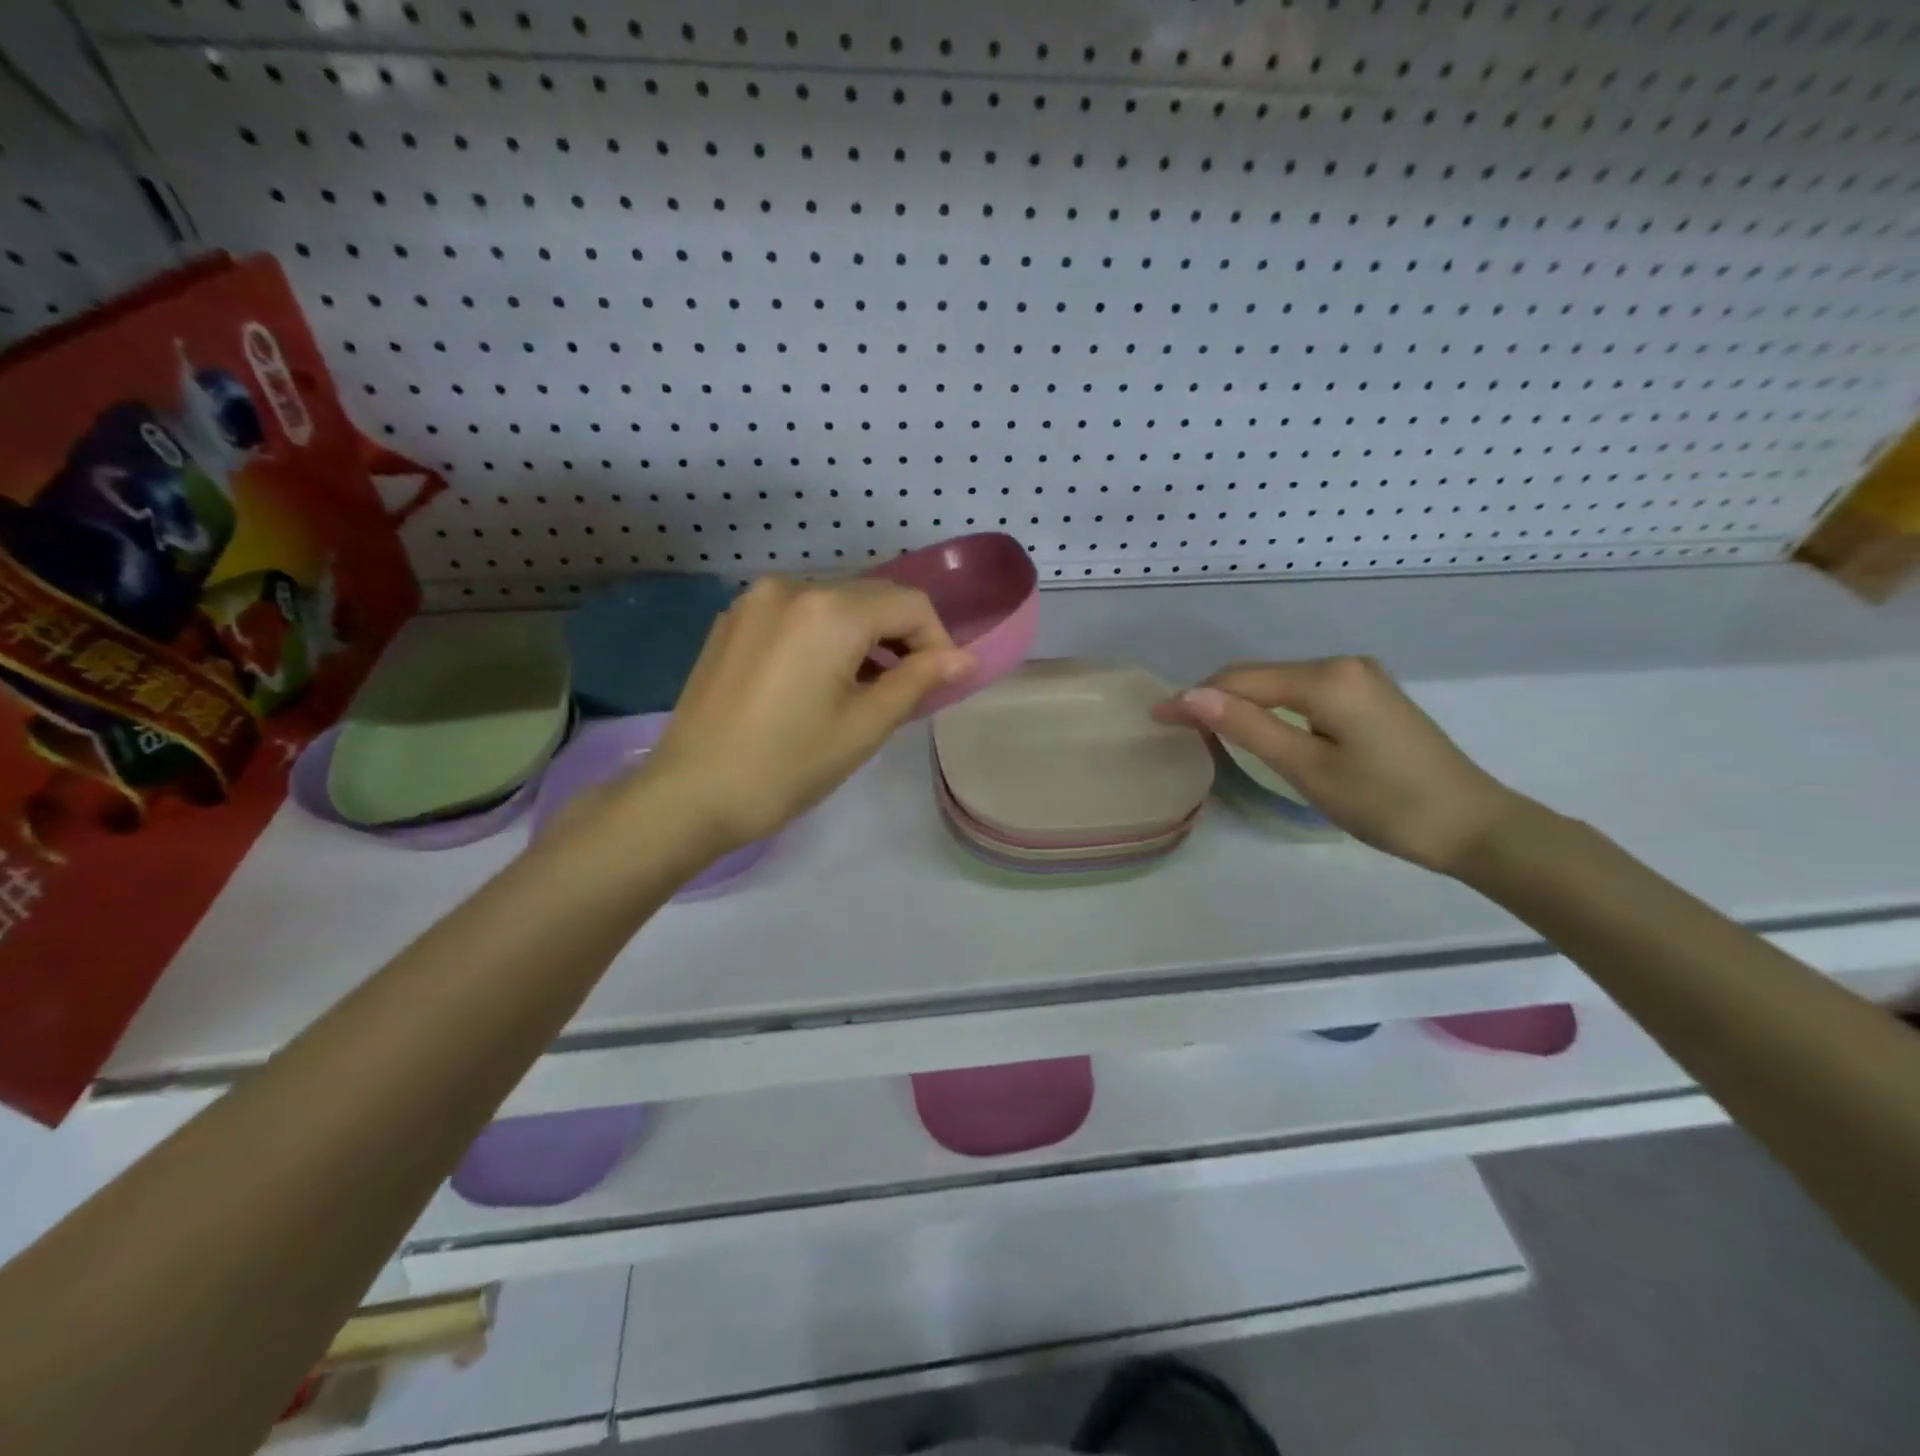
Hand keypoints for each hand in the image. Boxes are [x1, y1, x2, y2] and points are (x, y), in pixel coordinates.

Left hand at [628, 577, 973, 852]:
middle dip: (901, 638)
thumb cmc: (787, 765)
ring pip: (834, 605)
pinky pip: (797, 616)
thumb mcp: (865, 725)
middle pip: (871, 598)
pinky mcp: (732, 621)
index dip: (937, 640)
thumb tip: (965, 659)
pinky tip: (818, 682)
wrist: (690, 794)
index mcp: (829, 610)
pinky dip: (824, 638)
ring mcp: (754, 601)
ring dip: (863, 638)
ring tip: (865, 690)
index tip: (941, 683)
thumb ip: (919, 680)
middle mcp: (791, 587)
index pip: (909, 604)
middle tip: (907, 690)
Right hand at [1154, 656, 1530, 873]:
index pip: (1241, 680)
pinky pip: (1305, 695)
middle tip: (1175, 728)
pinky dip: (1274, 710)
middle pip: (1261, 677)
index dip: (1194, 698)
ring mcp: (1361, 679)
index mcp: (1328, 678)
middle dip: (1215, 699)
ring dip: (1242, 705)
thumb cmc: (1387, 804)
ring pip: (1281, 685)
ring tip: (1207, 731)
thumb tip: (1190, 695)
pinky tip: (1260, 729)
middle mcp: (1343, 665)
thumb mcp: (1308, 768)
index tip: (1156, 718)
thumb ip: (1247, 727)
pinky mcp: (1370, 698)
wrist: (1475, 827)